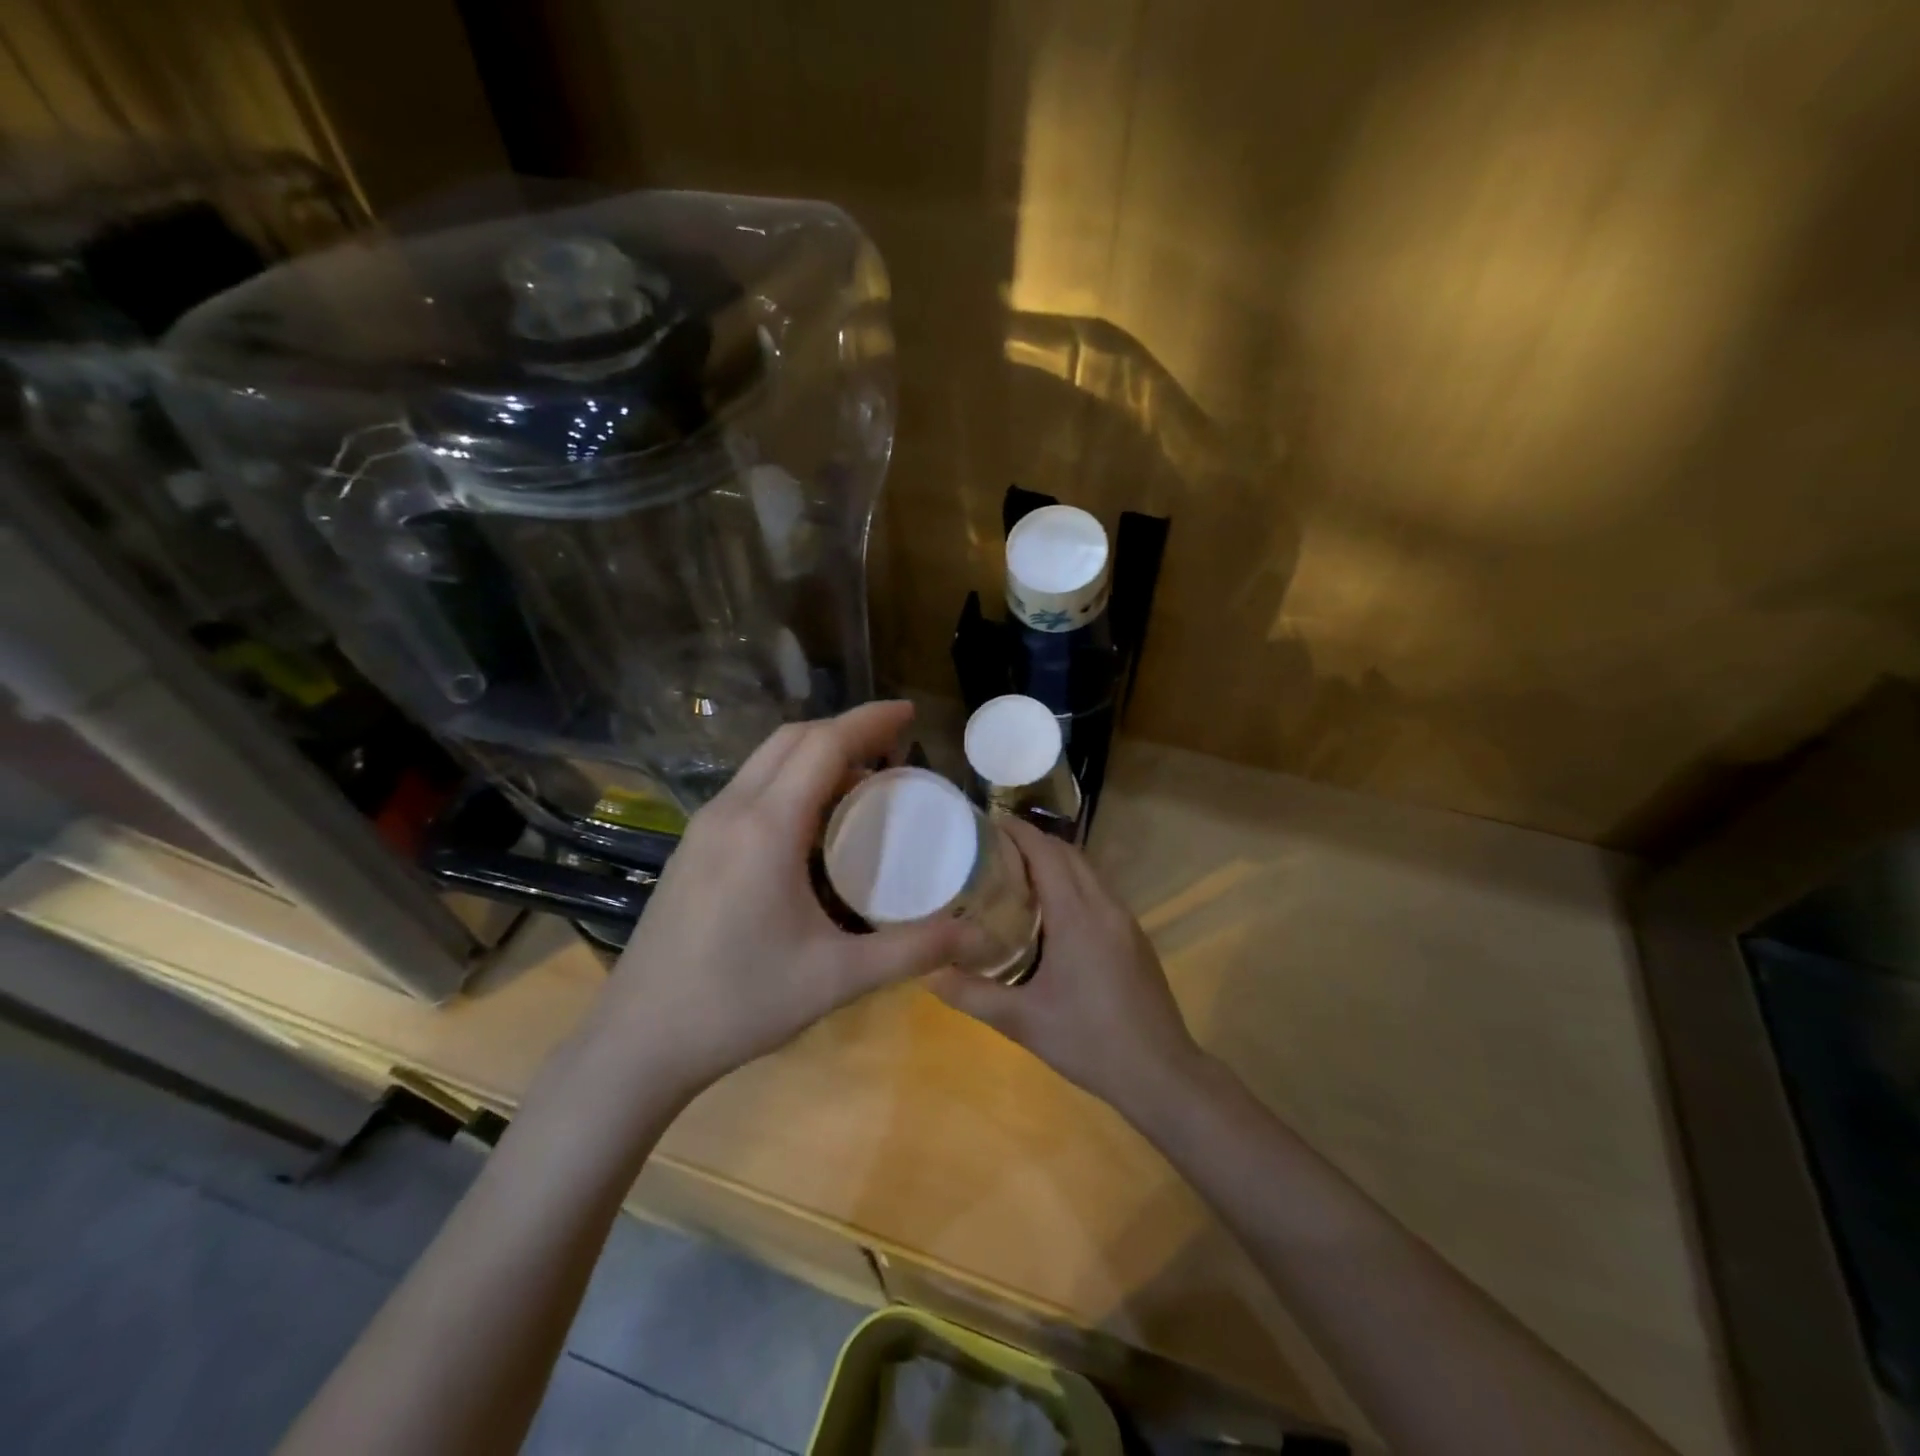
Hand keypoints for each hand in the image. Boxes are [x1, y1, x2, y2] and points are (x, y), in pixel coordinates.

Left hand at [596, 701, 966, 1097]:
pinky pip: (749, 787)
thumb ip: (911, 951)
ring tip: (862, 780)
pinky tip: (812, 821)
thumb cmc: (739, 1003)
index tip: (910, 713)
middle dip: (846, 729)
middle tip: (895, 747)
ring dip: (816, 753)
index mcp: (767, 828)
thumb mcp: (836, 979)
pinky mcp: (692, 846)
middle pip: (792, 739)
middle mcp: (731, 811)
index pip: (824, 745)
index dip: (870, 720)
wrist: (638, 1040)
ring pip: (766, 760)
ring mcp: (704, 826)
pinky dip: (790, 779)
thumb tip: (974, 934)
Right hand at [930, 818, 1203, 1120]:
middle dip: (1033, 841)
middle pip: (1068, 853)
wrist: (1160, 1072)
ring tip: (1018, 873)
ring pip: (1088, 871)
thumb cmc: (1088, 1041)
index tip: (988, 822)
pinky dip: (1073, 883)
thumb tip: (927, 973)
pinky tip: (1053, 911)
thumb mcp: (1021, 1021)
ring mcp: (1125, 920)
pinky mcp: (1135, 937)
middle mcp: (1104, 906)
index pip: (1046, 853)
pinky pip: (1100, 892)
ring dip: (1056, 861)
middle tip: (994, 848)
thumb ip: (971, 994)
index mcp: (1077, 915)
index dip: (1018, 832)